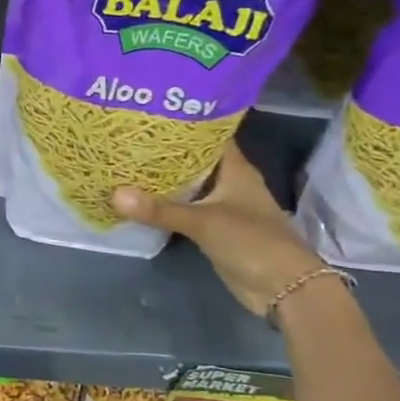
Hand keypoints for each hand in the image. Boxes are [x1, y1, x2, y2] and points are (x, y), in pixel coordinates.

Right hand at [113, 143, 326, 315]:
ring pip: (189, 185)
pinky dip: (167, 204)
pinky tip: (141, 198)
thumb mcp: (204, 222)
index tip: (150, 112)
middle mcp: (230, 183)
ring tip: (126, 161)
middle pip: (194, 159)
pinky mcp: (215, 230)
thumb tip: (114, 194)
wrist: (285, 288)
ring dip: (164, 178)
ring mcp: (223, 207)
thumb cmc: (252, 242)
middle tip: (128, 137)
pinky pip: (186, 210)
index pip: (208, 135)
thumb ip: (160, 210)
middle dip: (165, 150)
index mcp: (235, 169)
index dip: (182, 122)